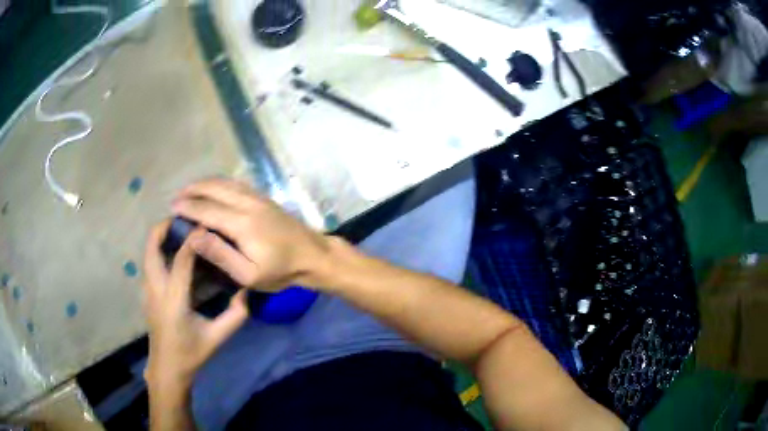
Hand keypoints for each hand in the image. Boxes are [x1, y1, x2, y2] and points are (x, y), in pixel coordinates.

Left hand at [143, 220, 249, 388]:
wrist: (167, 367)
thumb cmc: (191, 353)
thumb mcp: (217, 337)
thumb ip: (236, 315)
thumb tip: (246, 290)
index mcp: (174, 299)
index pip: (181, 258)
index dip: (194, 239)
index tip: (207, 226)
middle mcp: (156, 288)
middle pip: (151, 246)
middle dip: (164, 227)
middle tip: (184, 219)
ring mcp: (148, 289)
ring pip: (148, 252)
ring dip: (160, 237)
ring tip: (180, 231)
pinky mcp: (147, 292)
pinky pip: (150, 262)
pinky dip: (159, 250)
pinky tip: (176, 254)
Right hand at [171, 179, 331, 291]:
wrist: (314, 256)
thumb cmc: (281, 271)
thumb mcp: (249, 275)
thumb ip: (221, 255)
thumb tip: (195, 237)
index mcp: (242, 223)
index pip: (207, 209)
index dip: (188, 207)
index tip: (172, 207)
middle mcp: (248, 204)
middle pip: (215, 188)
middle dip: (193, 190)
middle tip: (177, 197)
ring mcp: (258, 197)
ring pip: (226, 182)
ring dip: (206, 184)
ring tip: (190, 191)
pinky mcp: (265, 198)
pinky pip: (237, 184)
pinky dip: (220, 183)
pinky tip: (214, 189)